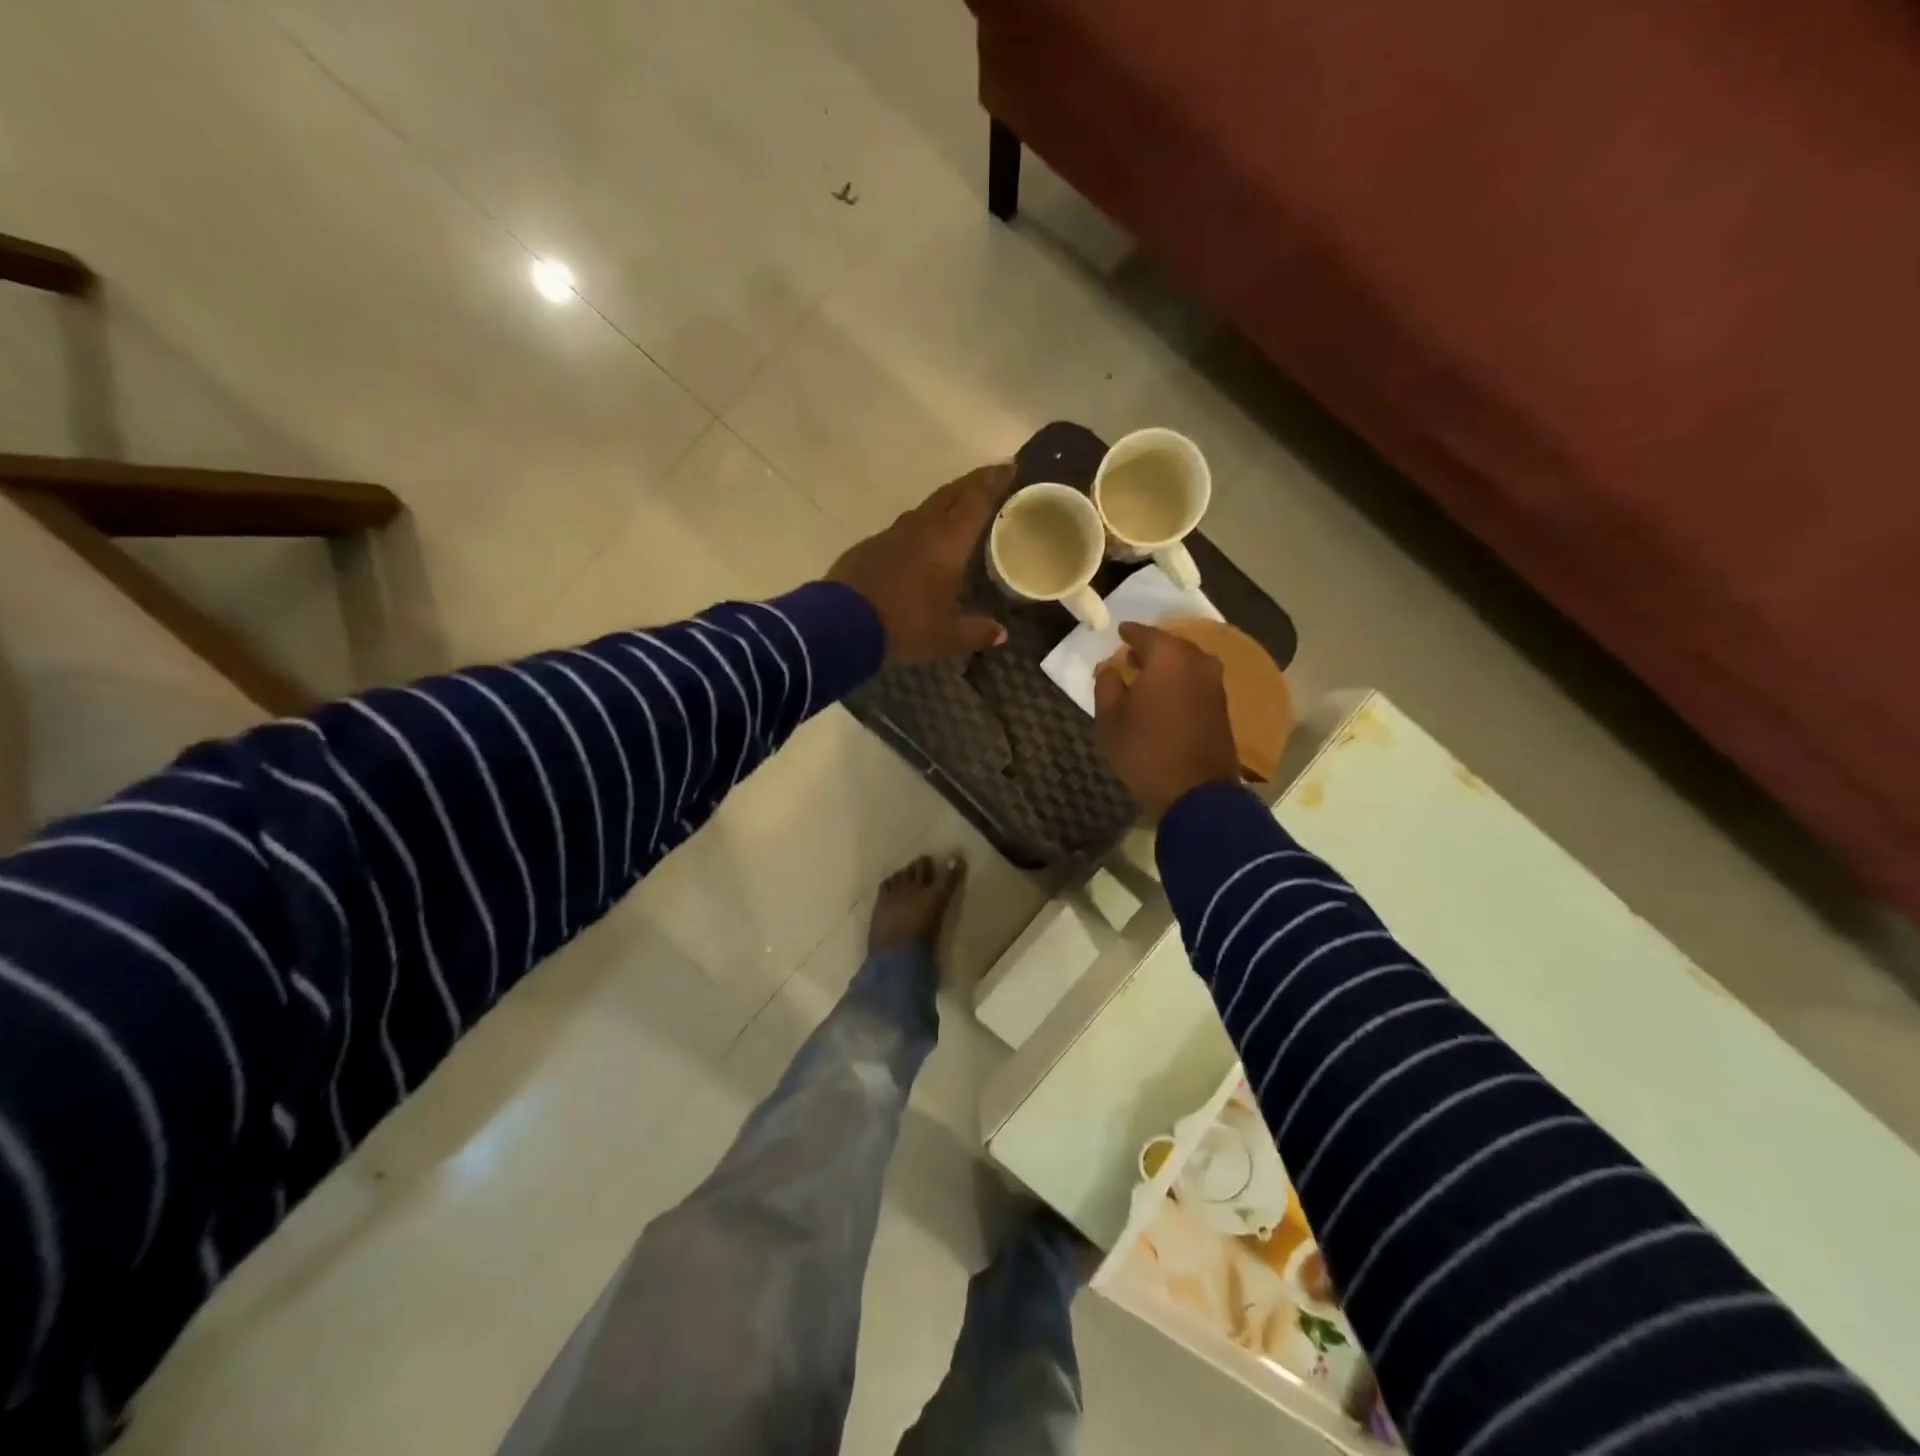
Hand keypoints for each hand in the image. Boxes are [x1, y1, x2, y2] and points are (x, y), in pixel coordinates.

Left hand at [828, 464, 1011, 664]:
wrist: (841, 625)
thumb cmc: (905, 625)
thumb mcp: (946, 637)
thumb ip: (976, 632)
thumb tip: (1000, 634)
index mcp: (947, 542)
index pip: (975, 501)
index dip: (993, 481)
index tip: (1009, 465)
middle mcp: (920, 529)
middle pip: (949, 495)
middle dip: (971, 484)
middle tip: (989, 477)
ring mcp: (889, 536)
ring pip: (923, 510)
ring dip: (943, 505)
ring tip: (955, 510)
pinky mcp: (867, 548)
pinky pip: (900, 531)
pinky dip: (917, 530)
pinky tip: (917, 545)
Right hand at [1094, 623, 1240, 820]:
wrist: (1195, 792)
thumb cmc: (1144, 750)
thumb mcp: (1109, 718)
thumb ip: (1107, 684)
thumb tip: (1110, 668)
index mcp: (1168, 656)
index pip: (1143, 633)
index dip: (1128, 633)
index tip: (1118, 632)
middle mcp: (1197, 661)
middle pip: (1170, 645)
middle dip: (1150, 649)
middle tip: (1131, 655)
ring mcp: (1215, 683)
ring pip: (1186, 663)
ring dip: (1167, 667)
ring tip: (1146, 677)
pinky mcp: (1222, 705)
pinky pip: (1195, 681)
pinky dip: (1180, 682)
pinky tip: (1165, 695)